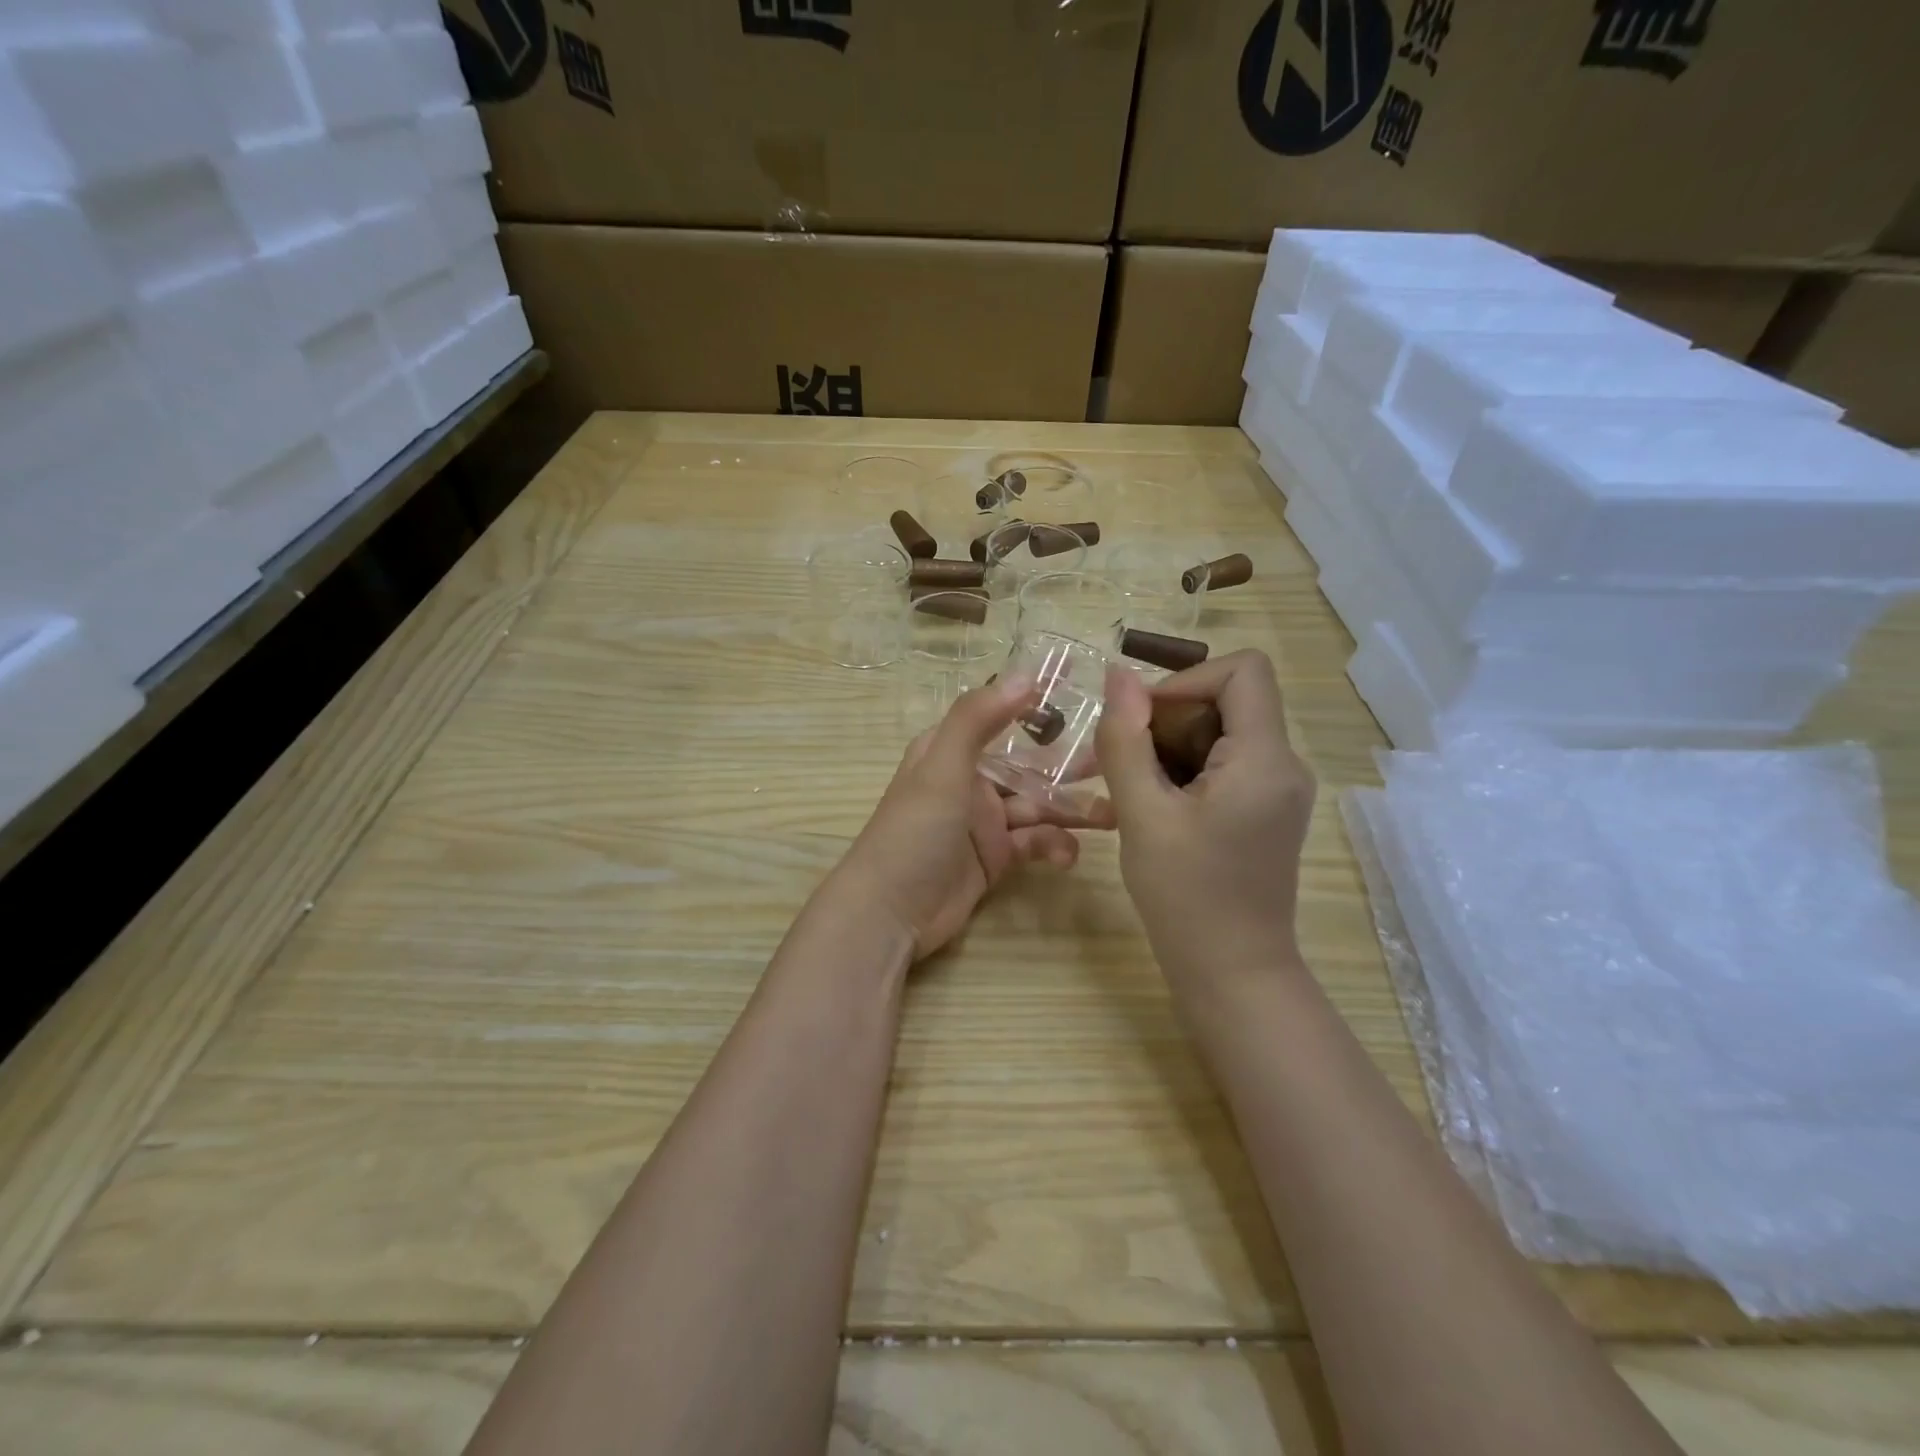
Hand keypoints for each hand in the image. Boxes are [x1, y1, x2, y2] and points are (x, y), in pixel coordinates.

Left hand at [830, 676, 1114, 958]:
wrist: (889, 913)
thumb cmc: (913, 831)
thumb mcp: (942, 767)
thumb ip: (978, 719)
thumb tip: (1026, 674)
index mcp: (952, 750)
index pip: (1000, 715)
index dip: (1037, 702)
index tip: (1082, 687)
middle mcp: (970, 780)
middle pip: (1028, 764)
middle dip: (1069, 765)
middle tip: (1116, 764)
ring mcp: (984, 822)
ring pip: (1038, 806)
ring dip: (1072, 810)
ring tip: (1112, 817)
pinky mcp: (995, 858)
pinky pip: (1033, 843)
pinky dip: (1053, 846)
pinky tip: (1067, 856)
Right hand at [1096, 650, 1315, 982]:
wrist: (1232, 975)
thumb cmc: (1185, 897)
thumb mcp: (1142, 814)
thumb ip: (1126, 740)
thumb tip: (1118, 674)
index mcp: (1265, 759)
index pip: (1242, 669)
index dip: (1185, 681)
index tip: (1141, 721)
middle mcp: (1284, 764)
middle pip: (1224, 702)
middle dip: (1163, 722)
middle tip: (1112, 762)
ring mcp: (1277, 789)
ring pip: (1217, 734)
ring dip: (1163, 749)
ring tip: (1118, 788)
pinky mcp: (1264, 810)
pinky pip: (1220, 766)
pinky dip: (1179, 773)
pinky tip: (1143, 806)